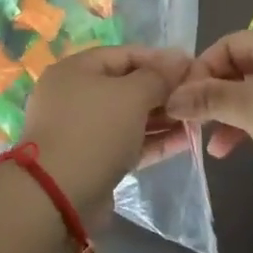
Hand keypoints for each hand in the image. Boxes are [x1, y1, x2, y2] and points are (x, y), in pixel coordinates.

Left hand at [19, 46, 192, 217]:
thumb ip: (159, 76)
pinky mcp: (92, 160)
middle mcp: (75, 95)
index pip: (125, 54)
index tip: (191, 68)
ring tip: (196, 119)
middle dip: (163, 91)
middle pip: (127, 86)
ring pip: (129, 117)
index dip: (160, 59)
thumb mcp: (132, 95)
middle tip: (196, 96)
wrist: (57, 198)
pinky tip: (185, 141)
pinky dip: (153, 140)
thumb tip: (180, 58)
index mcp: (76, 69)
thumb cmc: (94, 131)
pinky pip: (127, 142)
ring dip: (162, 117)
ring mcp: (82, 130)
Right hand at [163, 29, 252, 199]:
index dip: (202, 69)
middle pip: (245, 67)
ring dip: (236, 116)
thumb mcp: (248, 108)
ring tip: (217, 149)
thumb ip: (208, 99)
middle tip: (196, 125)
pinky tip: (249, 149)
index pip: (230, 44)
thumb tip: (174, 98)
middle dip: (217, 97)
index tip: (184, 101)